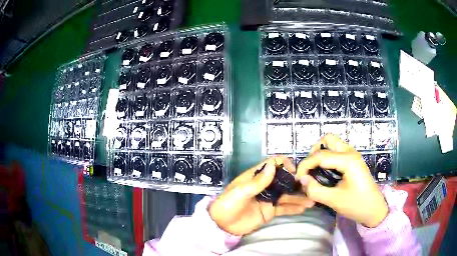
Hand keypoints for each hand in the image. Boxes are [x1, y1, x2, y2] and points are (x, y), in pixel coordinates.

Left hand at [209, 156, 314, 235]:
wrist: (222, 225)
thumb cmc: (228, 204)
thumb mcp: (241, 191)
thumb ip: (258, 181)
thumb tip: (273, 164)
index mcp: (256, 177)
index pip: (272, 165)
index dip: (284, 164)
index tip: (294, 171)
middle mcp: (265, 186)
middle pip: (283, 181)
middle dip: (296, 183)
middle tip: (310, 187)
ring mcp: (268, 199)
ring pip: (287, 196)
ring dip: (299, 197)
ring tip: (312, 200)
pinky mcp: (270, 211)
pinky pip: (284, 208)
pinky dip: (293, 208)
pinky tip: (304, 208)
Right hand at [296, 134, 387, 227]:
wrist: (374, 209)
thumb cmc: (357, 205)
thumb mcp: (334, 200)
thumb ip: (315, 190)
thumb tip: (301, 179)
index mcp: (348, 160)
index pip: (320, 155)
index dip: (305, 165)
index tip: (297, 178)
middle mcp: (350, 152)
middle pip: (327, 139)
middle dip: (314, 152)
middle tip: (310, 169)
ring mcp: (353, 154)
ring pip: (332, 143)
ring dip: (321, 153)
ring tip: (316, 171)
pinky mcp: (353, 160)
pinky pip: (337, 151)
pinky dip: (327, 157)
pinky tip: (326, 172)